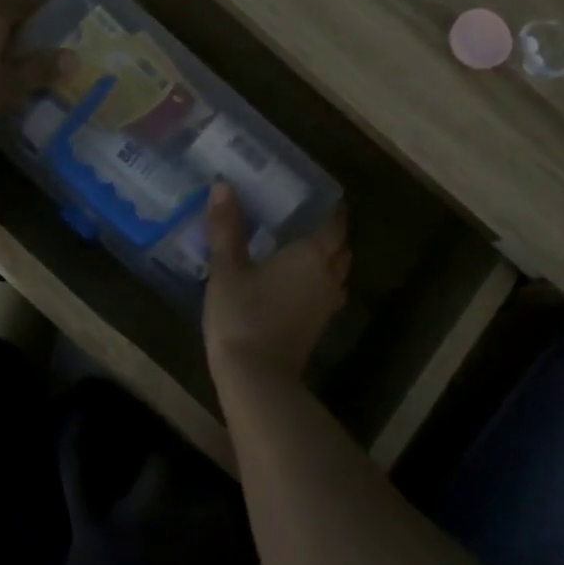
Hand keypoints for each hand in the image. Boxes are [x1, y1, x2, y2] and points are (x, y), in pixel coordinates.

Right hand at [203, 182, 350, 385]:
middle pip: (341, 248)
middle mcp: (328, 276)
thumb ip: (226, 226)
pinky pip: (327, 293)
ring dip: (327, 259)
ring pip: (337, 273)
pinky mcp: (318, 326)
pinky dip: (318, 281)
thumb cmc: (242, 315)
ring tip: (300, 247)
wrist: (256, 379)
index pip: (335, 224)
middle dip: (330, 233)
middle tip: (305, 218)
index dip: (332, 208)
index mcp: (312, 255)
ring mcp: (326, 305)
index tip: (320, 196)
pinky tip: (295, 281)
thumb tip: (223, 185)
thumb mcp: (227, 268)